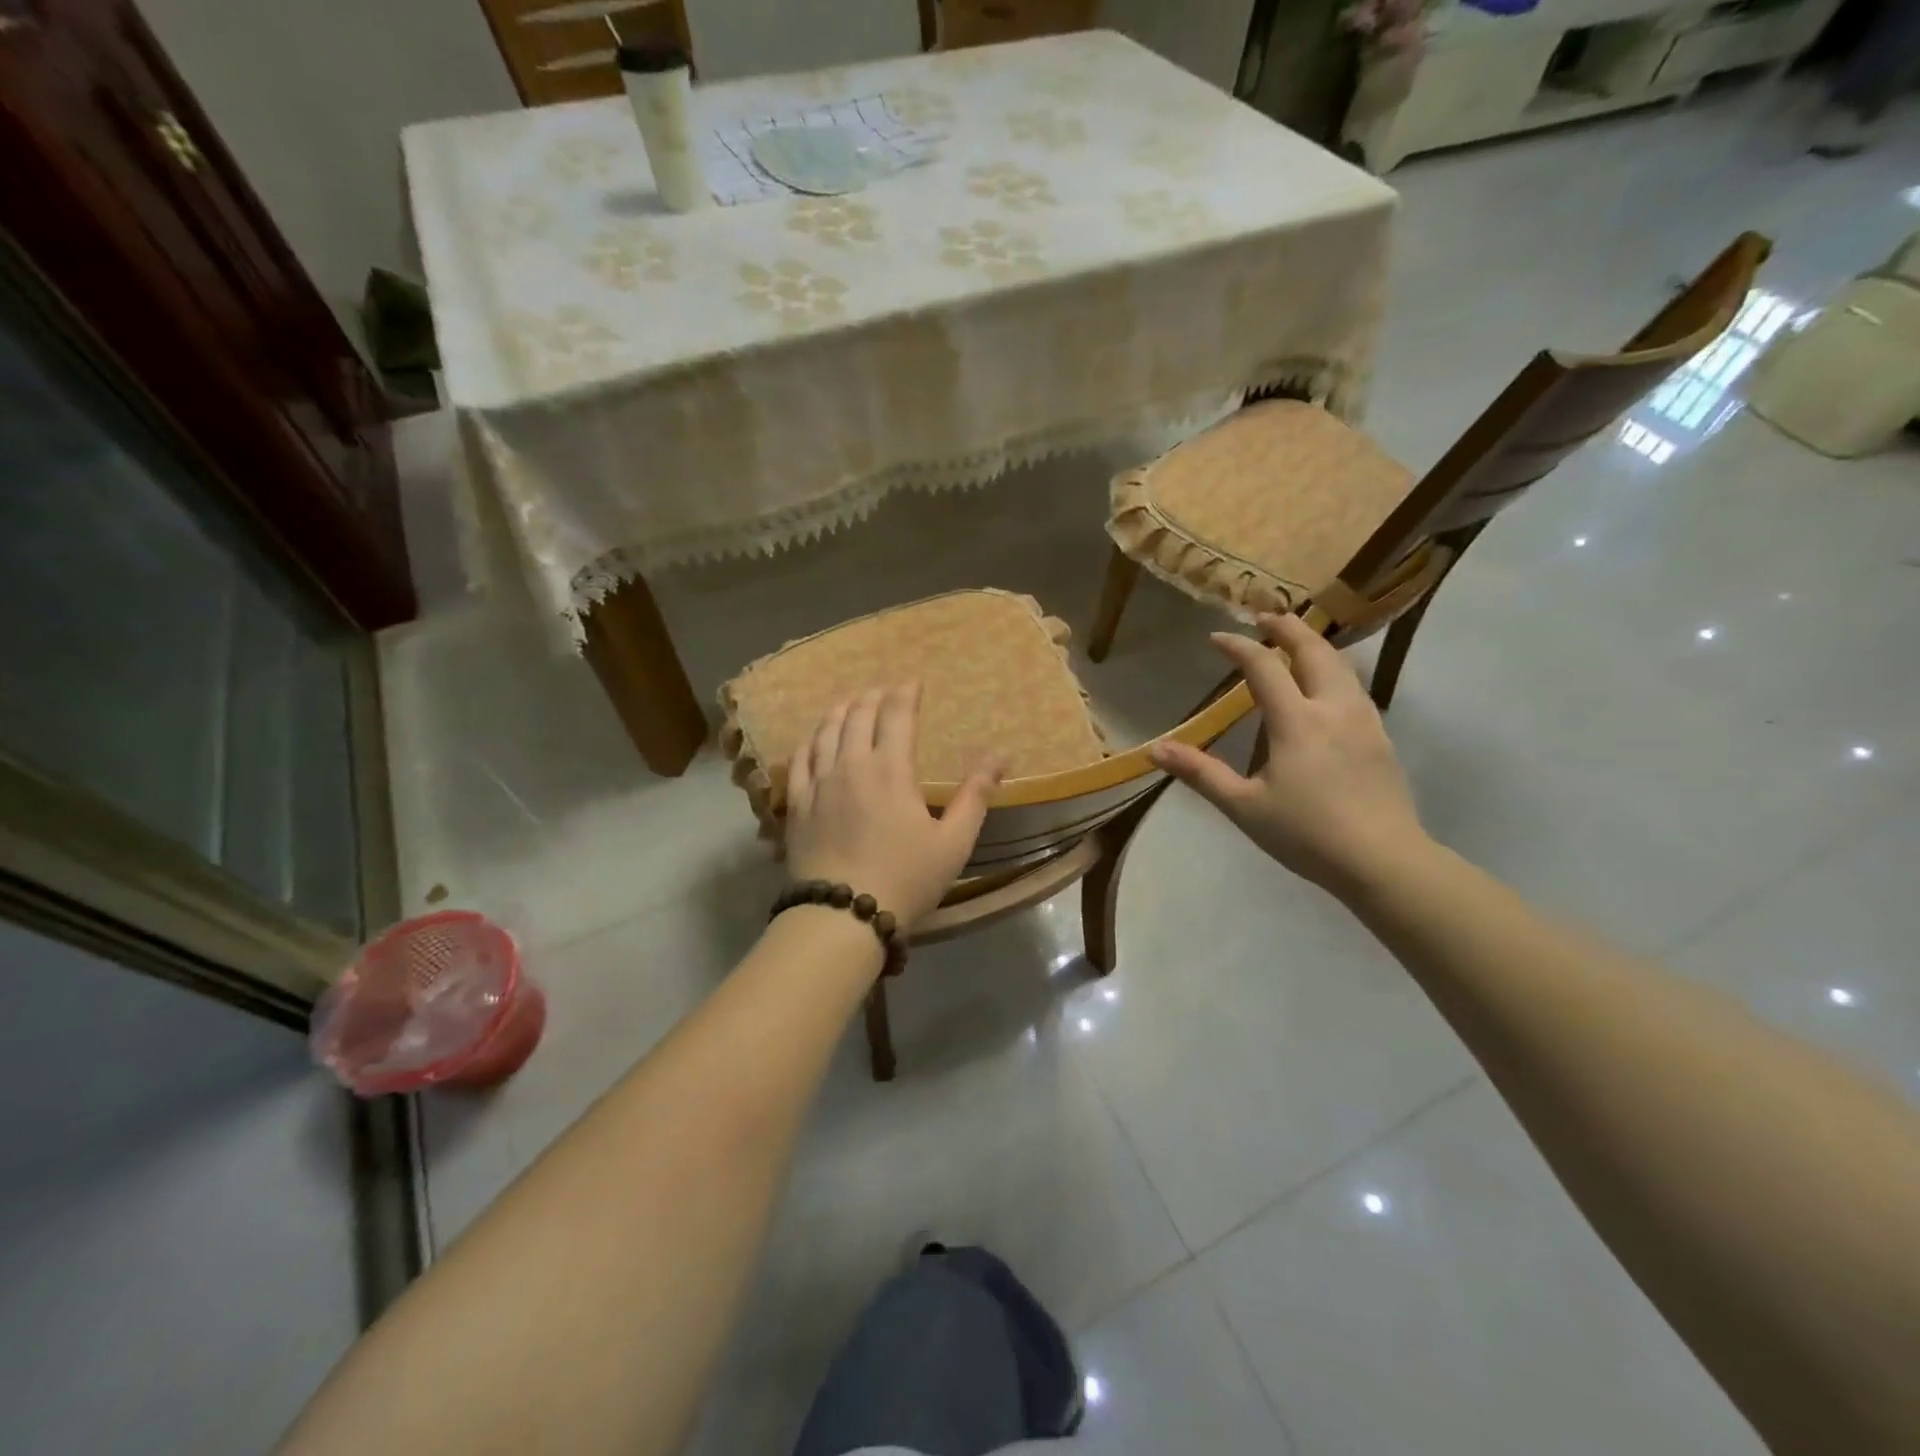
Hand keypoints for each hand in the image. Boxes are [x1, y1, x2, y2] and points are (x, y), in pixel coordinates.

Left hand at [785, 684, 1003, 927]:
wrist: (842, 915)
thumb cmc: (906, 878)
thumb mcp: (953, 841)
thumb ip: (975, 795)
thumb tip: (999, 756)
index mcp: (890, 769)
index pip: (896, 715)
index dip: (905, 693)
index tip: (913, 682)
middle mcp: (850, 765)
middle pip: (858, 715)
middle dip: (873, 696)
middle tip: (884, 690)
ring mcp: (818, 782)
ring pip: (825, 731)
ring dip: (841, 711)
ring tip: (850, 704)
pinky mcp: (795, 803)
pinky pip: (799, 759)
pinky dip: (810, 740)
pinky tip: (814, 738)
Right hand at [1150, 614, 1425, 894]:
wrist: (1383, 861)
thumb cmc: (1306, 834)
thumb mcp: (1243, 806)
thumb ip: (1200, 773)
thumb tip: (1155, 750)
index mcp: (1296, 721)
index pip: (1263, 667)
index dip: (1238, 647)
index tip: (1216, 638)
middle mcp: (1333, 708)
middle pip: (1313, 650)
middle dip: (1287, 628)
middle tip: (1265, 617)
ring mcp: (1364, 720)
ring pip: (1341, 664)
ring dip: (1315, 644)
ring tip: (1296, 641)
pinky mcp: (1381, 736)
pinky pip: (1355, 686)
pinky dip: (1334, 669)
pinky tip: (1326, 686)